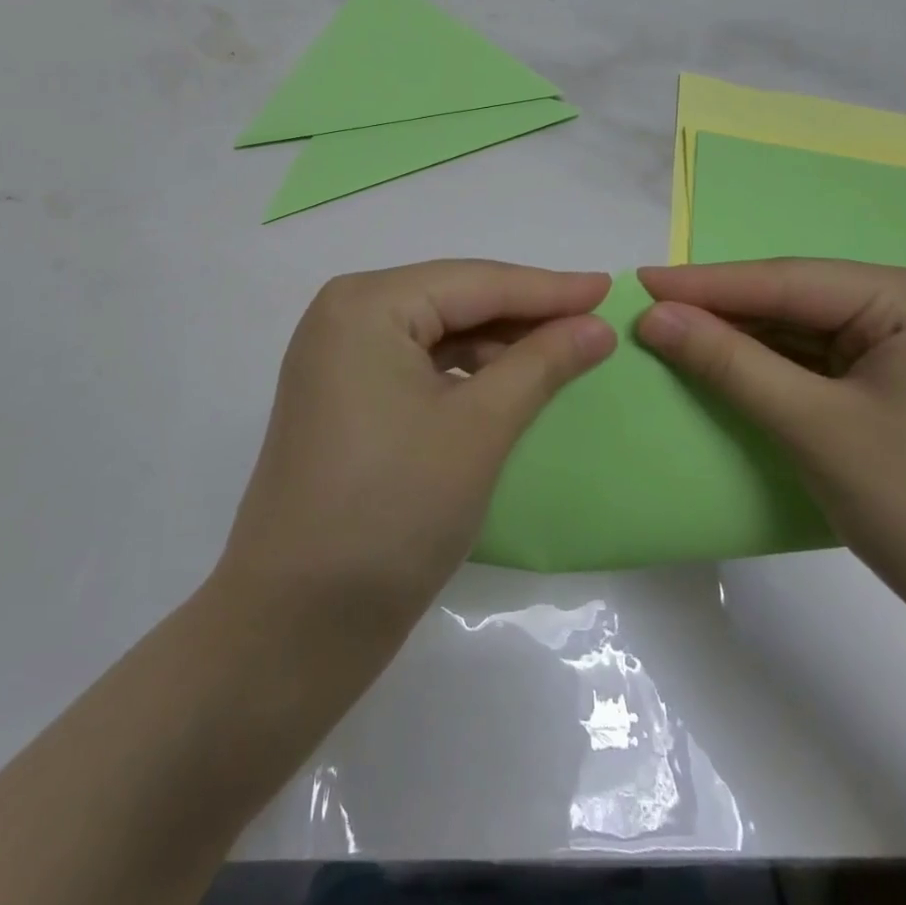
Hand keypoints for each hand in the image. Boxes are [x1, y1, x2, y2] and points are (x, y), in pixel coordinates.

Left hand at [218, 262, 615, 641]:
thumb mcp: (479, 428)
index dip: (548, 288)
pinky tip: (507, 386)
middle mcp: (344, 316)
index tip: (610, 288)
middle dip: (524, 314)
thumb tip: (597, 325)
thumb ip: (541, 364)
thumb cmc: (393, 512)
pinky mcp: (342, 399)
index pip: (474, 281)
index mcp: (366, 304)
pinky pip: (416, 366)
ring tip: (562, 356)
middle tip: (594, 323)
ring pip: (436, 334)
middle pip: (453, 301)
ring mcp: (337, 359)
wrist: (295, 623)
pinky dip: (465, 373)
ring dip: (497, 345)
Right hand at [636, 261, 905, 656]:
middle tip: (649, 309)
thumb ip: (729, 362)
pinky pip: (827, 361)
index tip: (639, 280)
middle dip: (725, 310)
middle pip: (801, 301)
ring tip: (674, 333)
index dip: (708, 283)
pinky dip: (776, 367)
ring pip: (810, 331)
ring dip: (745, 338)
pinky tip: (729, 365)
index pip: (791, 281)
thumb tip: (653, 316)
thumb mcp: (813, 427)